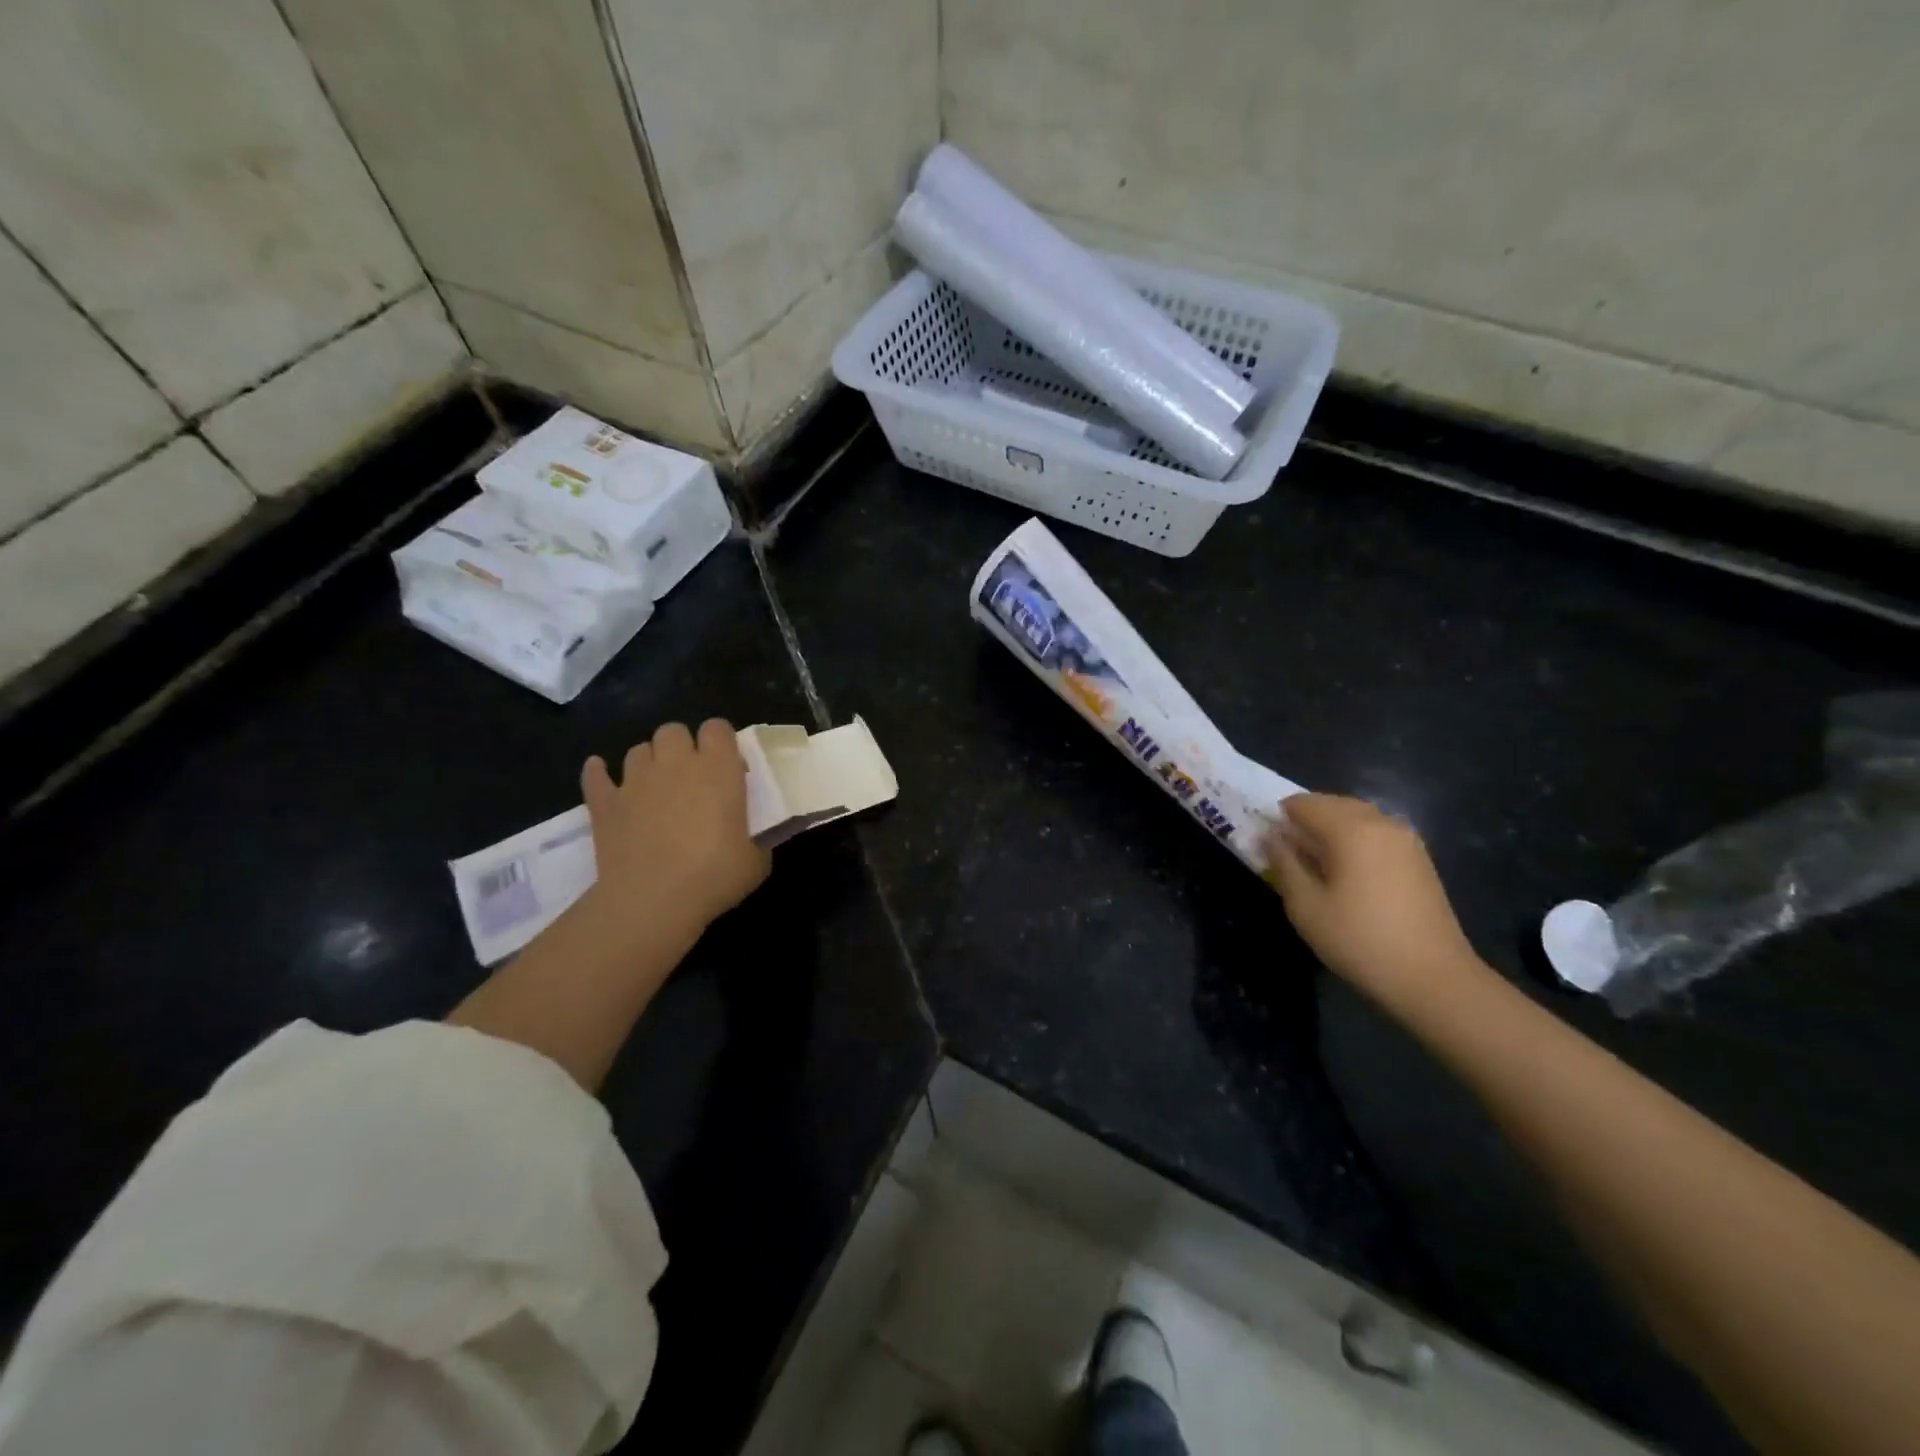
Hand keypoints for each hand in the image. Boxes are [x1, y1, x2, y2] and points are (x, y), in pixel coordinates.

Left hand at [581, 720, 771, 940]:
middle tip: (691, 776)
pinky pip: (596, 776)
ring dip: (649, 761)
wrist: (652, 902)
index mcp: (718, 770)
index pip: (717, 728)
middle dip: (682, 746)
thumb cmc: (714, 877)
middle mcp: (675, 764)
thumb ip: (757, 838)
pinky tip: (603, 777)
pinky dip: (600, 774)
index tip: (728, 766)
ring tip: (655, 785)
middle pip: (674, 730)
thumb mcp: (756, 861)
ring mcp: (635, 781)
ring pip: (638, 750)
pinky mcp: (605, 804)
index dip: (721, 741)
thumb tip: (753, 838)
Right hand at [1263, 793, 1483, 1013]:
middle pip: (1332, 804)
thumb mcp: (1305, 906)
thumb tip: (1272, 837)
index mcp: (1351, 828)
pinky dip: (1355, 840)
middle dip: (1306, 822)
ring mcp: (1406, 838)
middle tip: (1290, 856)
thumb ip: (1284, 863)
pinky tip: (1349, 874)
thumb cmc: (1360, 940)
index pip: (1302, 803)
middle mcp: (1381, 822)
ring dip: (1331, 830)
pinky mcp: (1419, 857)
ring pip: (1356, 816)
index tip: (1270, 847)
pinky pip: (1376, 833)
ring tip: (1318, 866)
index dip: (1279, 819)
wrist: (1434, 979)